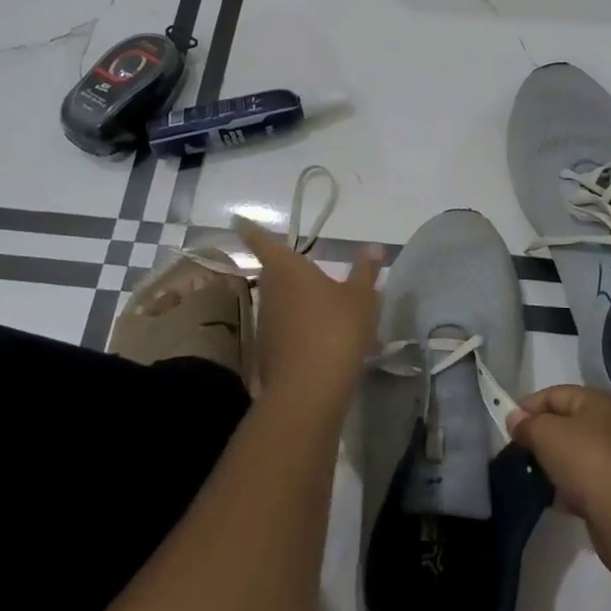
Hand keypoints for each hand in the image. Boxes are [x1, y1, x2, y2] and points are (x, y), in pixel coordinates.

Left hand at [236, 219, 381, 417]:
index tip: (238, 220)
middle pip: (274, 273)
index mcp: (288, 269)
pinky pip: (285, 328)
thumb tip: (373, 248)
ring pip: (280, 302)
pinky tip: (321, 336)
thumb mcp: (361, 297)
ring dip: (296, 300)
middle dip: (288, 269)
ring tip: (323, 303)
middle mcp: (270, 291)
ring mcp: (266, 323)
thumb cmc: (336, 329)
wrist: (309, 390)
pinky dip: (299, 326)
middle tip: (307, 266)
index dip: (251, 230)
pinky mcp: (269, 351)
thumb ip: (365, 271)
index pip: (263, 242)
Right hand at [508, 385, 610, 539]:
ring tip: (530, 475)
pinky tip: (550, 497)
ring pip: (572, 453)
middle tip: (517, 451)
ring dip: (551, 463)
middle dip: (539, 436)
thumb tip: (515, 419)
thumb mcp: (546, 434)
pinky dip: (565, 485)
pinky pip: (582, 479)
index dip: (528, 407)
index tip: (508, 427)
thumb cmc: (584, 461)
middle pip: (564, 423)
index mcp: (596, 401)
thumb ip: (527, 423)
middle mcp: (609, 423)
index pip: (554, 394)